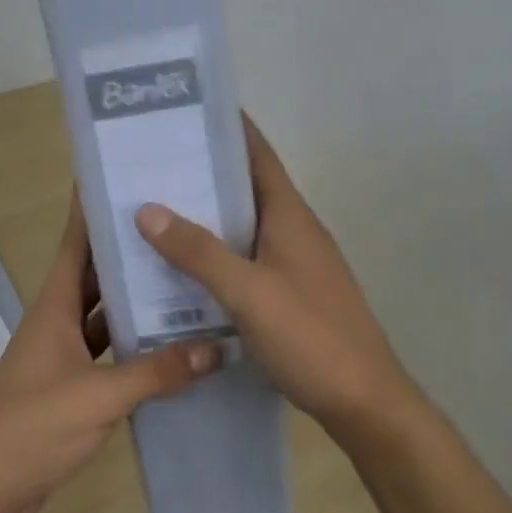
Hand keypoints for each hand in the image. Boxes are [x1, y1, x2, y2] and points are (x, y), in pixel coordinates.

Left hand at [0, 196, 222, 512]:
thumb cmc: (32, 429)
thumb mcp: (98, 397)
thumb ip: (156, 372)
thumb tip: (217, 349)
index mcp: (54, 307)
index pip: (76, 244)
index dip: (94, 209)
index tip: (124, 176)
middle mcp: (57, 321)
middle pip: (95, 274)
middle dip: (128, 248)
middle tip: (176, 223)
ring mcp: (64, 355)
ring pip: (105, 314)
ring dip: (137, 298)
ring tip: (185, 274)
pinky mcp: (73, 386)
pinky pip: (110, 352)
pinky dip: (136, 345)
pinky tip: (172, 343)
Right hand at [134, 118, 416, 439]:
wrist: (364, 402)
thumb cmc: (310, 338)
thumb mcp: (248, 293)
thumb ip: (199, 252)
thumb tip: (147, 209)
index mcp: (290, 216)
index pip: (257, 154)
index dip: (227, 128)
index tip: (183, 110)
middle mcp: (294, 230)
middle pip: (246, 187)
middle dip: (203, 171)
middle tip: (149, 161)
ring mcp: (295, 263)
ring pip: (243, 225)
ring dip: (206, 214)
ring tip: (153, 206)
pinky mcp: (290, 293)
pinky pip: (245, 258)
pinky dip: (215, 253)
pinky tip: (182, 266)